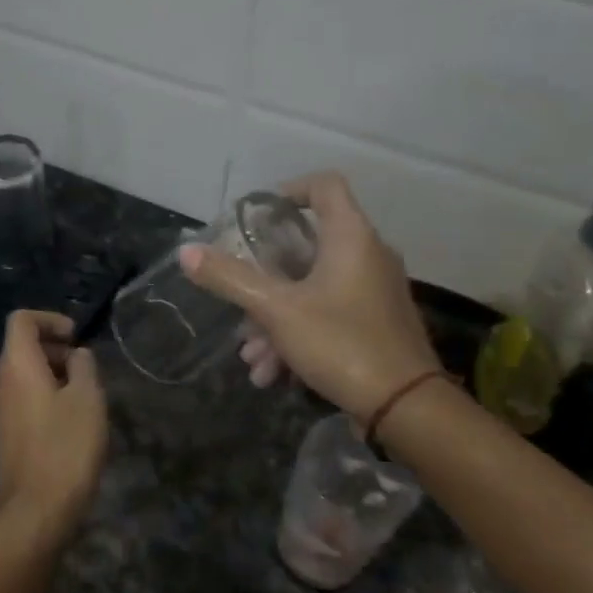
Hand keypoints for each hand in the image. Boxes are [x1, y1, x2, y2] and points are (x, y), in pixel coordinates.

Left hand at [0, 311, 107, 534]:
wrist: (37, 510)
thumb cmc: (66, 446)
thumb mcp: (88, 399)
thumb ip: (84, 367)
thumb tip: (77, 355)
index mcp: (16, 365)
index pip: (21, 320)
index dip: (49, 319)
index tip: (76, 337)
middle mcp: (0, 382)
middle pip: (21, 347)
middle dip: (54, 348)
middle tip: (86, 368)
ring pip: (23, 375)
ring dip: (52, 374)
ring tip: (84, 395)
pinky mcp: (5, 434)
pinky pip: (22, 399)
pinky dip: (44, 395)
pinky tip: (70, 421)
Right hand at [180, 171, 440, 427]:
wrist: (405, 407)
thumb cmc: (341, 343)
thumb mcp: (276, 310)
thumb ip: (230, 278)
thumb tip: (186, 251)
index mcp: (350, 237)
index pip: (324, 185)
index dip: (288, 191)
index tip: (255, 218)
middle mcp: (367, 256)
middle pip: (306, 247)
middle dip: (263, 279)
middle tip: (240, 302)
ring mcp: (373, 291)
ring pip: (311, 289)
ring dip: (274, 318)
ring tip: (251, 357)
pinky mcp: (375, 322)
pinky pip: (327, 314)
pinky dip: (297, 334)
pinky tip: (272, 373)